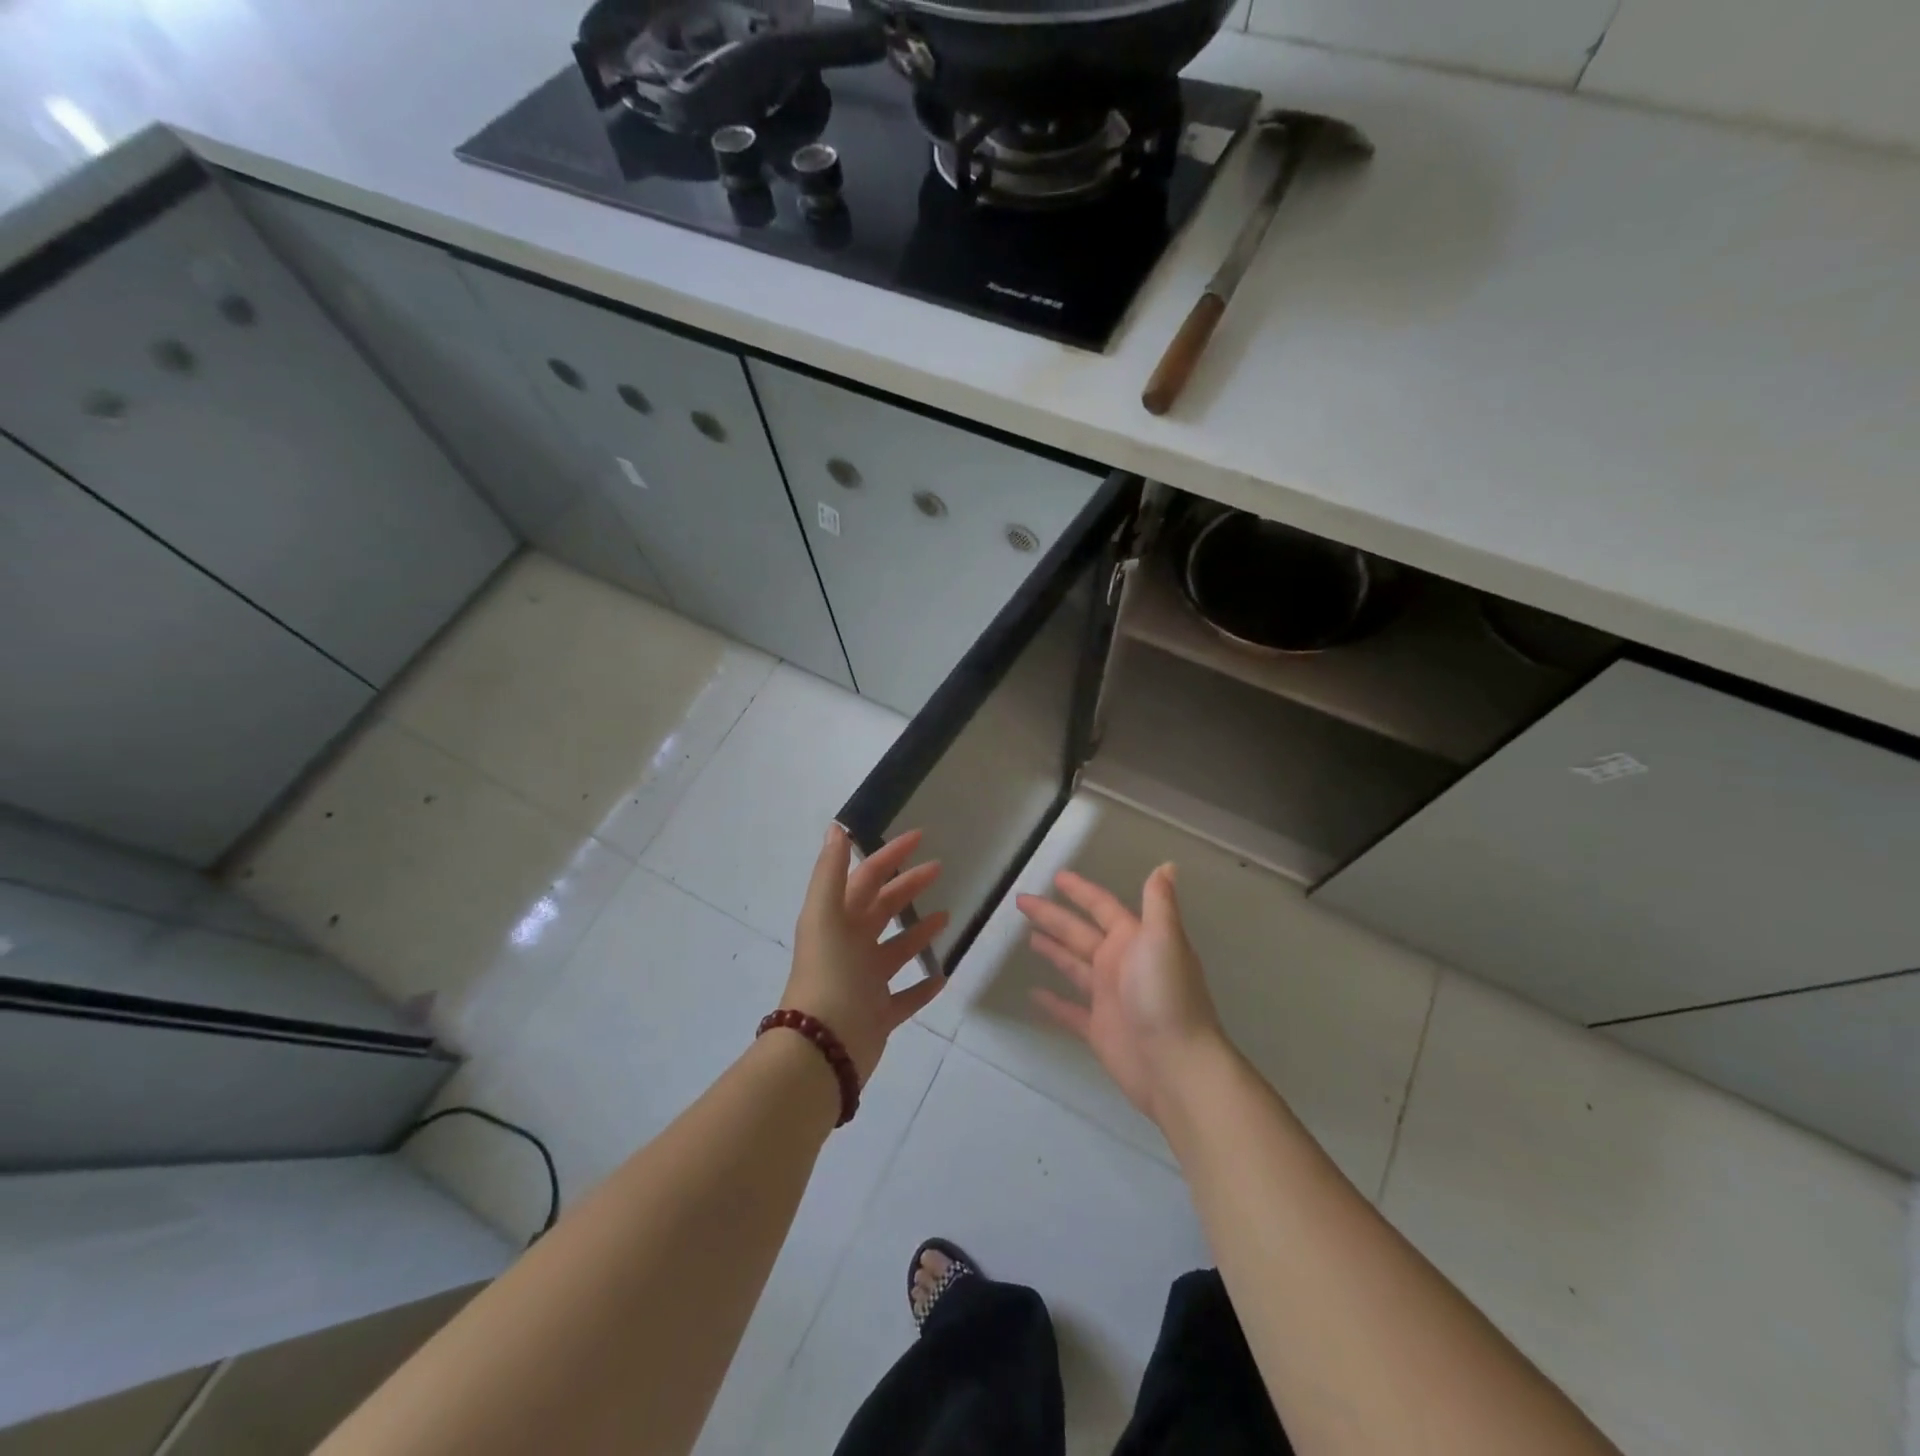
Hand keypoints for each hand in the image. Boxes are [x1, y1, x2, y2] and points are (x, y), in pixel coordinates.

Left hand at [785, 825, 948, 1083]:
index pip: (867, 876)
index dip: (891, 854)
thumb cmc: (828, 974)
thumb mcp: (825, 915)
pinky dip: (923, 986)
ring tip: (946, 917)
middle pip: (883, 908)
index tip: (920, 837)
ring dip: (918, 932)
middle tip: (939, 869)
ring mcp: (866, 982)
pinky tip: (943, 976)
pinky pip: (906, 996)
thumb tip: (837, 827)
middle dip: (908, 886)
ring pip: (896, 950)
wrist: (822, 1048)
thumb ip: (830, 872)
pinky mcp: (879, 1014)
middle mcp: (851, 946)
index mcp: (838, 920)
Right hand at [1016, 864, 1226, 1125]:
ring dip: (1053, 950)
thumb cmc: (1166, 996)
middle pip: (1079, 933)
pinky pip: (1069, 1010)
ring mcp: (1108, 997)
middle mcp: (1120, 964)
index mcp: (1133, 941)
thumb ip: (1159, 902)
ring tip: (1027, 937)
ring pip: (1073, 966)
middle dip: (1052, 916)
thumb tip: (1167, 865)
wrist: (1176, 1065)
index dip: (1080, 891)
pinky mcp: (1099, 1029)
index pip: (1101, 907)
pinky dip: (1053, 1002)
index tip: (1056, 876)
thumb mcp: (1163, 940)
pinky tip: (1033, 993)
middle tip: (1022, 901)